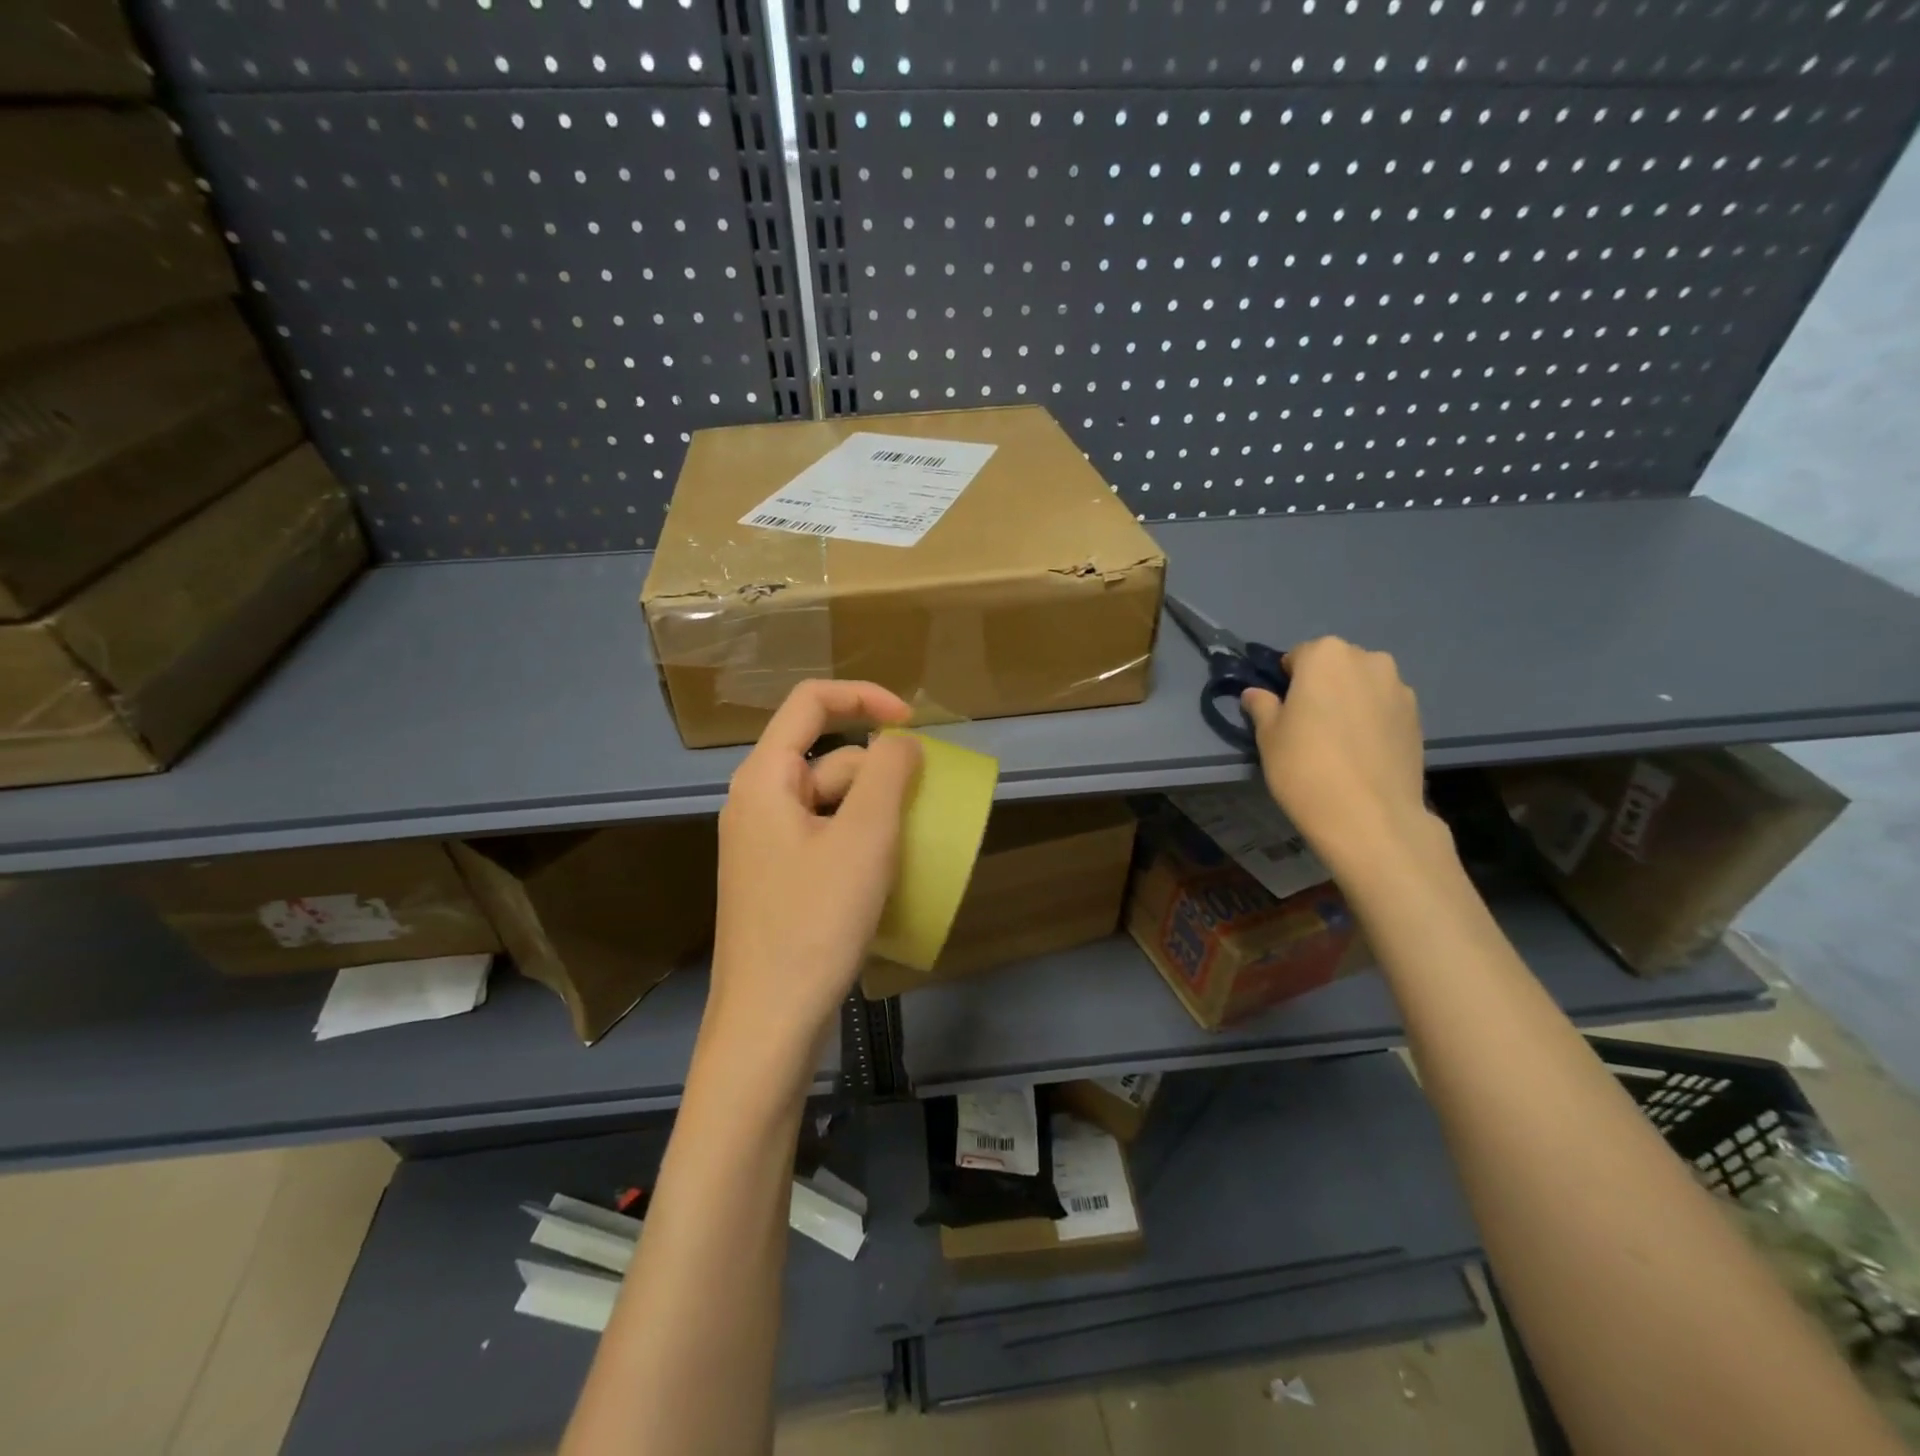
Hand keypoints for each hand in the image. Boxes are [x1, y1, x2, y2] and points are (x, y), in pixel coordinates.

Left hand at [705, 680, 921, 1079]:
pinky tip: (885, 876)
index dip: (866, 697)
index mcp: (765, 778)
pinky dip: (860, 842)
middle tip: (919, 816)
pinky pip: (826, 838)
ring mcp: (765, 844)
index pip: (811, 702)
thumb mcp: (864, 838)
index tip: (915, 724)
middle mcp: (757, 802)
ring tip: (909, 850)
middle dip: (880, 775)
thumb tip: (902, 740)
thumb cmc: (815, 922)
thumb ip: (889, 773)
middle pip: (828, 758)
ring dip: (876, 813)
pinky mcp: (778, 880)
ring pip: (831, 802)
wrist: (768, 1024)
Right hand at [1240, 638, 1443, 878]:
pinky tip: (1361, 754)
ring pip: (1363, 686)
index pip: (1298, 656)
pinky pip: (1384, 709)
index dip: (1287, 681)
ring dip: (1350, 702)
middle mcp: (1368, 660)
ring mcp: (1399, 688)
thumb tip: (1256, 694)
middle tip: (1309, 725)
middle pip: (1335, 666)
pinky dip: (1372, 721)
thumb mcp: (1268, 736)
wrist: (1370, 816)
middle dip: (1322, 686)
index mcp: (1326, 655)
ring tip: (1339, 742)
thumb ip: (1262, 707)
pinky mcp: (1418, 717)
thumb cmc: (1305, 767)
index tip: (1283, 709)